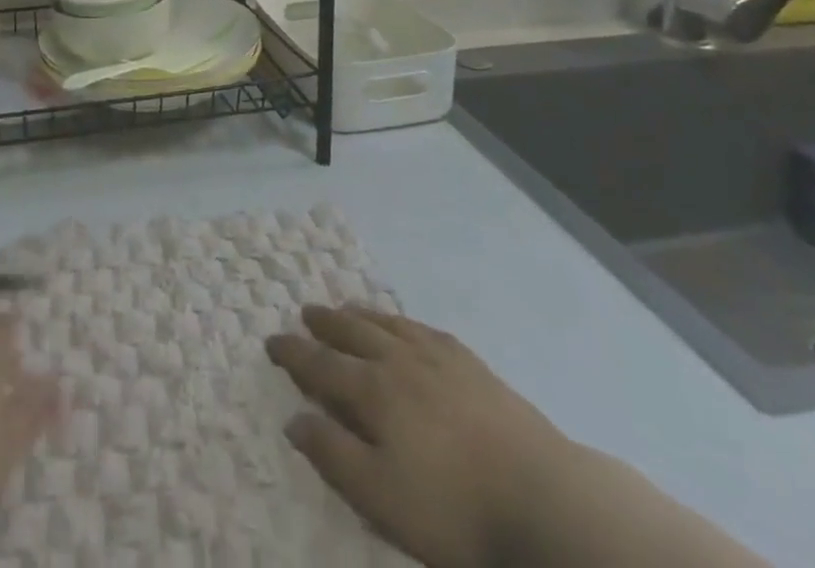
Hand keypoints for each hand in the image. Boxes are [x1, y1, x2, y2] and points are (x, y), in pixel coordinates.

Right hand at [266, 305, 572, 567]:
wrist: (543, 498)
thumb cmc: (453, 507)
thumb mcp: (380, 497)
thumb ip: (332, 454)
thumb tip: (293, 418)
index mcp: (372, 390)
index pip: (320, 365)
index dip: (293, 353)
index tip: (271, 341)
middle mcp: (399, 360)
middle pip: (352, 332)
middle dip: (325, 323)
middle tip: (306, 311)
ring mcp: (438, 358)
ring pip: (388, 324)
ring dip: (361, 314)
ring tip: (346, 307)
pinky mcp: (473, 366)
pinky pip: (425, 330)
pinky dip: (404, 323)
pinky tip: (406, 326)